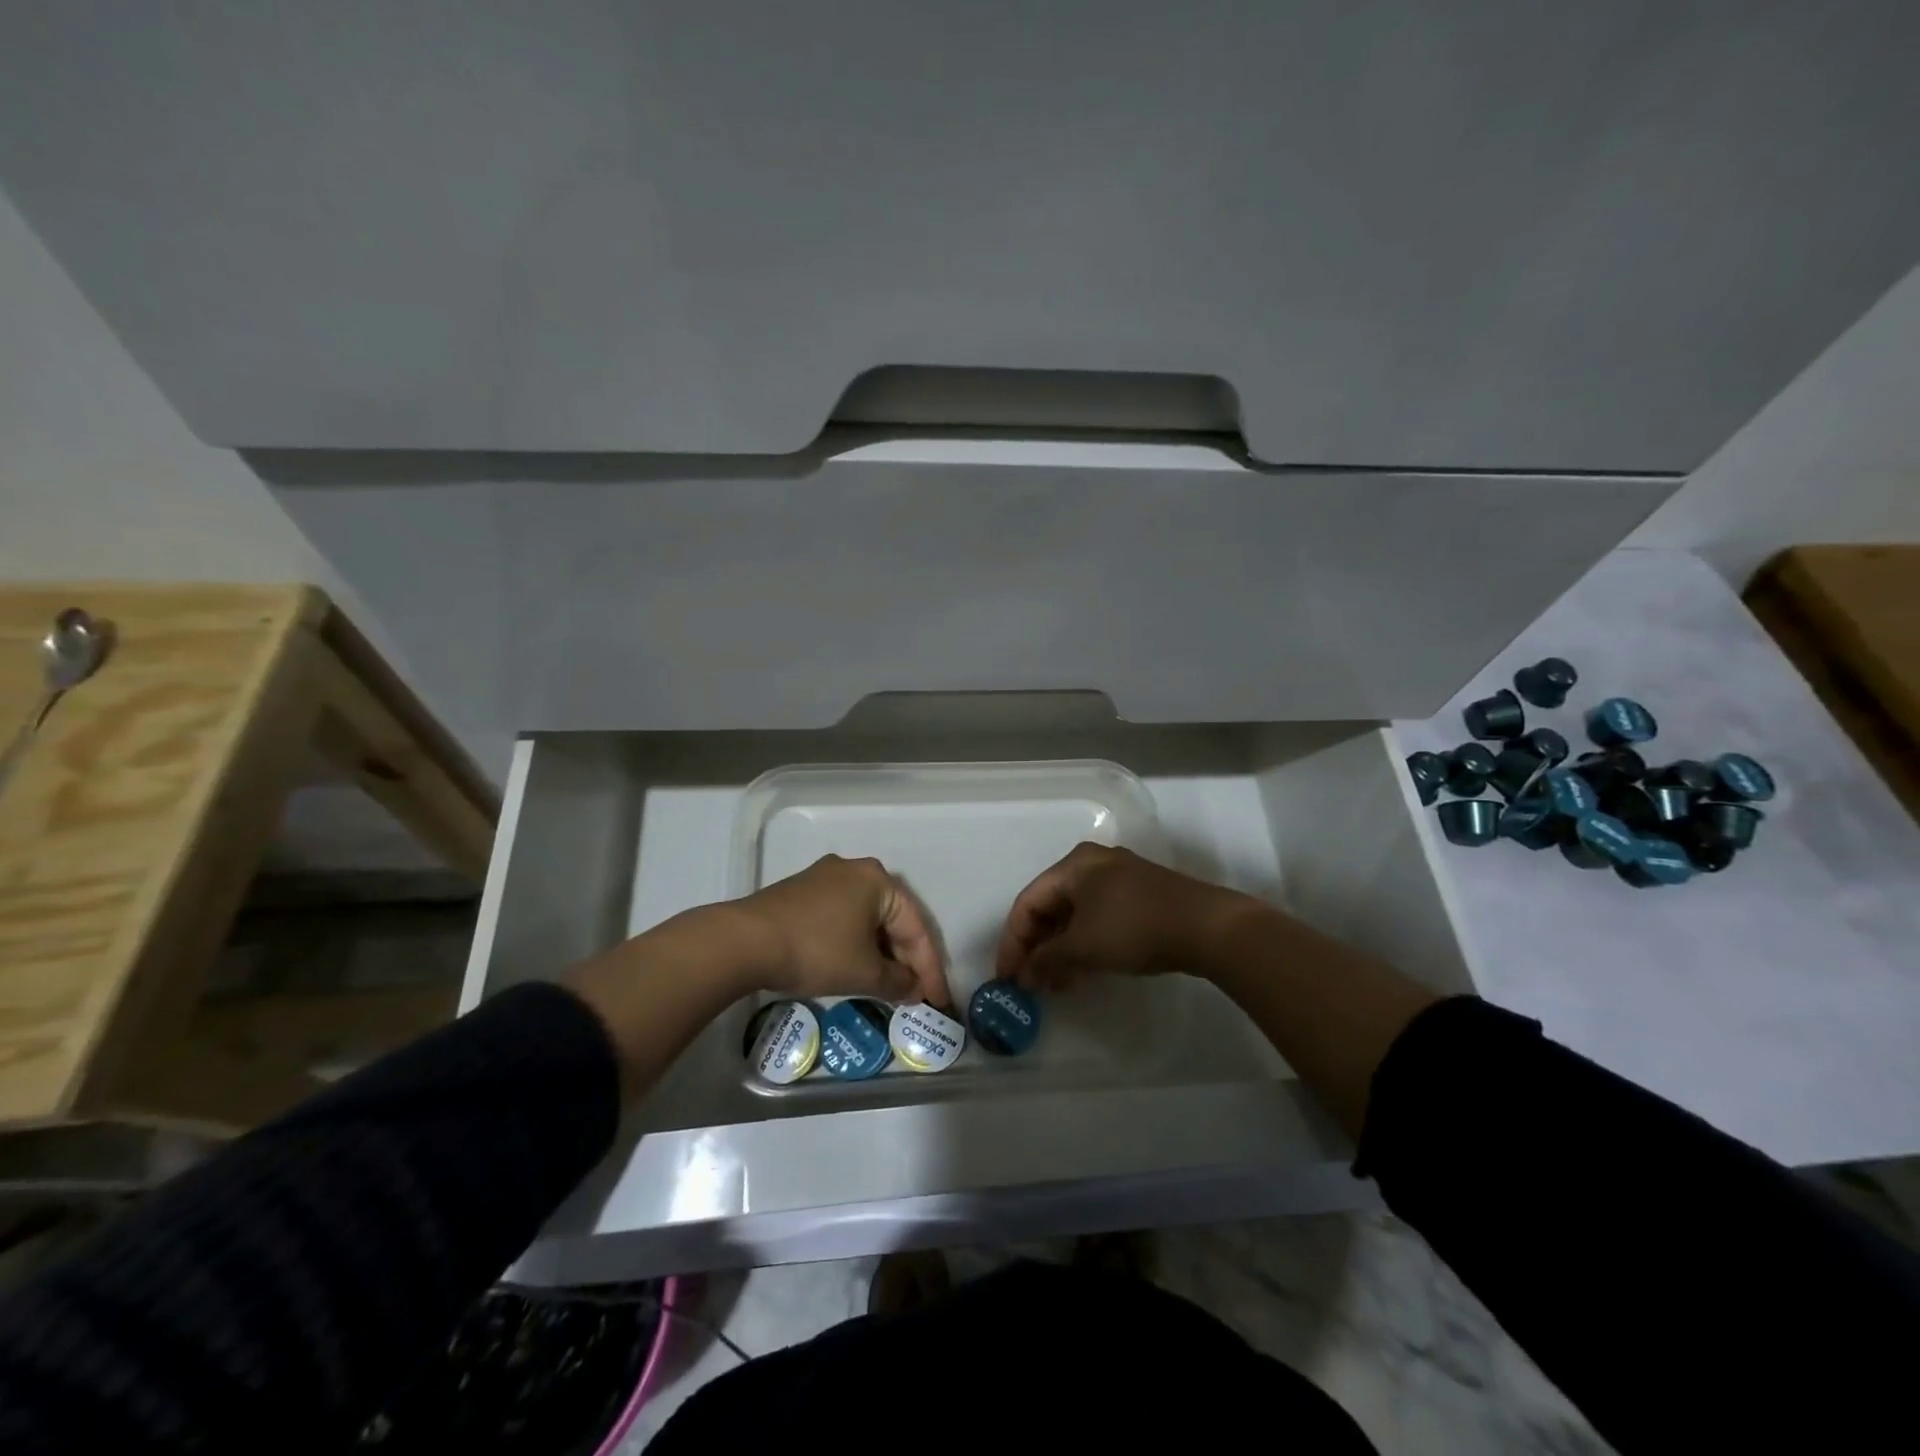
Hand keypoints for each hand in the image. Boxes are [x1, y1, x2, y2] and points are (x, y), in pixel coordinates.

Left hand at [741, 854, 952, 1007]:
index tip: (937, 1002)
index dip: (930, 969)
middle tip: (915, 994)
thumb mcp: (863, 972)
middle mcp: (855, 870)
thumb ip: (897, 982)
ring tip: (889, 986)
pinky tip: (856, 966)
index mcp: (878, 880)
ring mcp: (826, 878)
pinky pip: (844, 917)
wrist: (744, 941)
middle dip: (905, 960)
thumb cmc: (816, 951)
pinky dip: (856, 943)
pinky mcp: (803, 892)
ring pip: (867, 918)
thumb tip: (914, 989)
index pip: (916, 927)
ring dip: (880, 953)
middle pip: (893, 919)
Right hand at [995, 843, 1257, 990]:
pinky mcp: (1140, 896)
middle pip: (1050, 906)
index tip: (1007, 978)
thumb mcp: (1083, 946)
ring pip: (1074, 914)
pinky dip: (1084, 944)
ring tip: (1055, 985)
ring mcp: (1119, 878)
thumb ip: (1047, 960)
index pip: (1027, 902)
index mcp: (1073, 865)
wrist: (1207, 926)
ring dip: (1060, 949)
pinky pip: (1097, 918)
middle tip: (1030, 982)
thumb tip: (1024, 977)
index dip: (1013, 942)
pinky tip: (1084, 971)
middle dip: (1037, 946)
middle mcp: (1093, 863)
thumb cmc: (1134, 927)